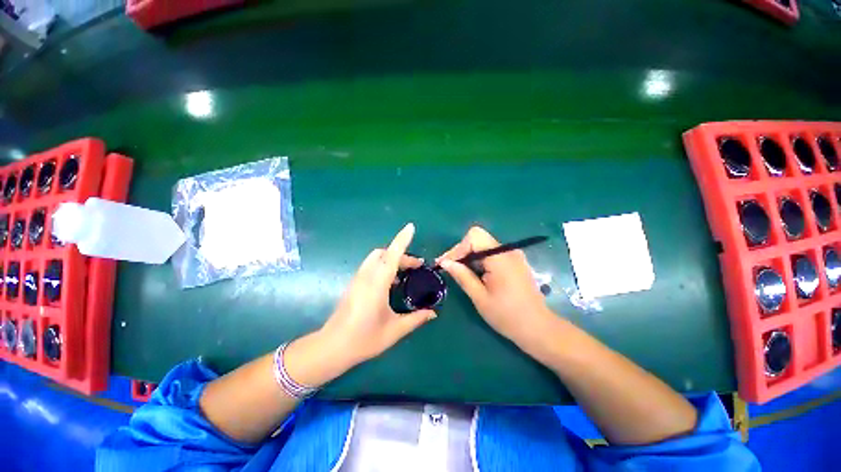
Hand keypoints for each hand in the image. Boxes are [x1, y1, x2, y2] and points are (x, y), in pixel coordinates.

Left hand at [319, 223, 436, 366]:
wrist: (332, 347)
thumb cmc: (364, 339)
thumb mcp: (395, 330)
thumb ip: (416, 319)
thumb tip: (433, 313)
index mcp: (377, 284)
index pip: (392, 255)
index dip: (402, 240)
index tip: (411, 227)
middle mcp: (366, 276)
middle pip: (384, 253)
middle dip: (401, 254)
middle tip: (416, 267)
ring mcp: (358, 279)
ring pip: (376, 258)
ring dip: (391, 259)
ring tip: (405, 274)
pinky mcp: (354, 284)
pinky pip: (371, 266)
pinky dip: (383, 266)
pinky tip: (391, 283)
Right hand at [437, 226, 550, 343]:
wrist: (538, 328)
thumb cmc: (507, 316)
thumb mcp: (479, 297)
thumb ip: (462, 275)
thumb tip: (444, 262)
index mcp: (500, 258)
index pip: (474, 236)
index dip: (458, 248)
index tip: (446, 264)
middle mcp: (508, 251)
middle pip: (478, 239)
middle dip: (461, 252)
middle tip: (450, 268)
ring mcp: (513, 255)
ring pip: (483, 245)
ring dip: (469, 257)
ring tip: (460, 273)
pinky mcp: (514, 261)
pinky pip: (491, 253)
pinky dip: (479, 260)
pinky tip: (475, 274)